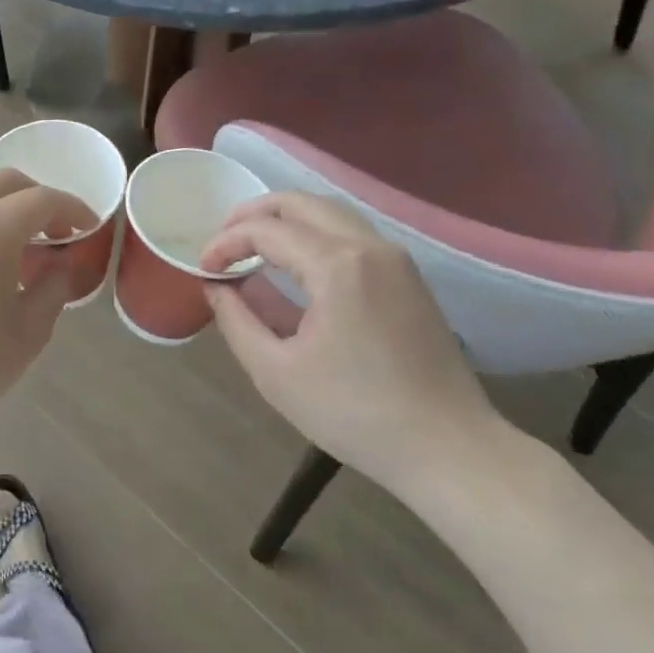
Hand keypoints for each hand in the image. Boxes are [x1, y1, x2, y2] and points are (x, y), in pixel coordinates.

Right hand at [202, 193, 509, 499]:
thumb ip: (235, 320)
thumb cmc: (356, 413)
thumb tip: (216, 286)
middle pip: (299, 202)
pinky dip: (313, 233)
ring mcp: (394, 258)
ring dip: (284, 219)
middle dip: (252, 214)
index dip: (226, 242)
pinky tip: (295, 263)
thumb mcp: (276, 372)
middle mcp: (368, 246)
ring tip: (252, 246)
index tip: (203, 268)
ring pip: (328, 212)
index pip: (266, 230)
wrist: (450, 450)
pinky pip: (350, 233)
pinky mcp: (407, 276)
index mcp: (336, 265)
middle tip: (223, 242)